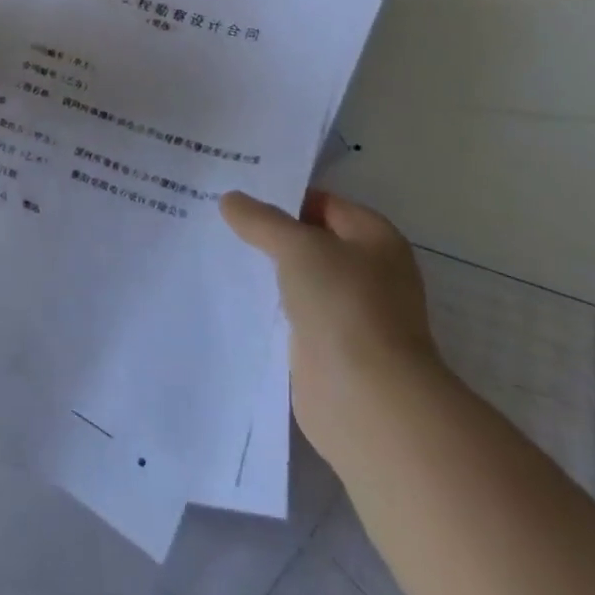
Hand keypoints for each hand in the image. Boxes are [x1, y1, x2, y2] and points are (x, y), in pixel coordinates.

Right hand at [222, 189, 442, 456]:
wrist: (366, 400)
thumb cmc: (344, 305)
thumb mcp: (297, 246)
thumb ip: (261, 220)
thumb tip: (230, 199)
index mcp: (376, 239)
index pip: (324, 204)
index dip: (283, 197)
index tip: (238, 194)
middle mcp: (369, 273)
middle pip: (312, 241)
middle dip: (271, 234)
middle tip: (220, 219)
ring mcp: (350, 314)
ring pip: (300, 280)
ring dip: (269, 272)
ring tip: (219, 252)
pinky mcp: (329, 350)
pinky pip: (293, 315)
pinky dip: (269, 307)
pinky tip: (234, 297)